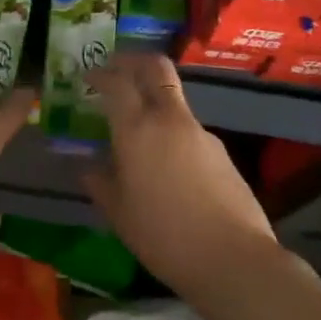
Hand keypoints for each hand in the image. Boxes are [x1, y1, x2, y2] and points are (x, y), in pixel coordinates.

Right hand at [86, 52, 279, 295]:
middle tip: (116, 70)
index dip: (100, 73)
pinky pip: (189, 131)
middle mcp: (170, 119)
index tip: (88, 77)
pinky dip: (173, 135)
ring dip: (154, 102)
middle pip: (156, 67)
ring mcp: (201, 132)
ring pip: (173, 100)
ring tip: (139, 136)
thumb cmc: (163, 235)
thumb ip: (100, 182)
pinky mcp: (221, 151)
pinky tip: (168, 170)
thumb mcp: (119, 213)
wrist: (232, 257)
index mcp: (137, 129)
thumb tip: (88, 167)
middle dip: (133, 61)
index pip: (117, 82)